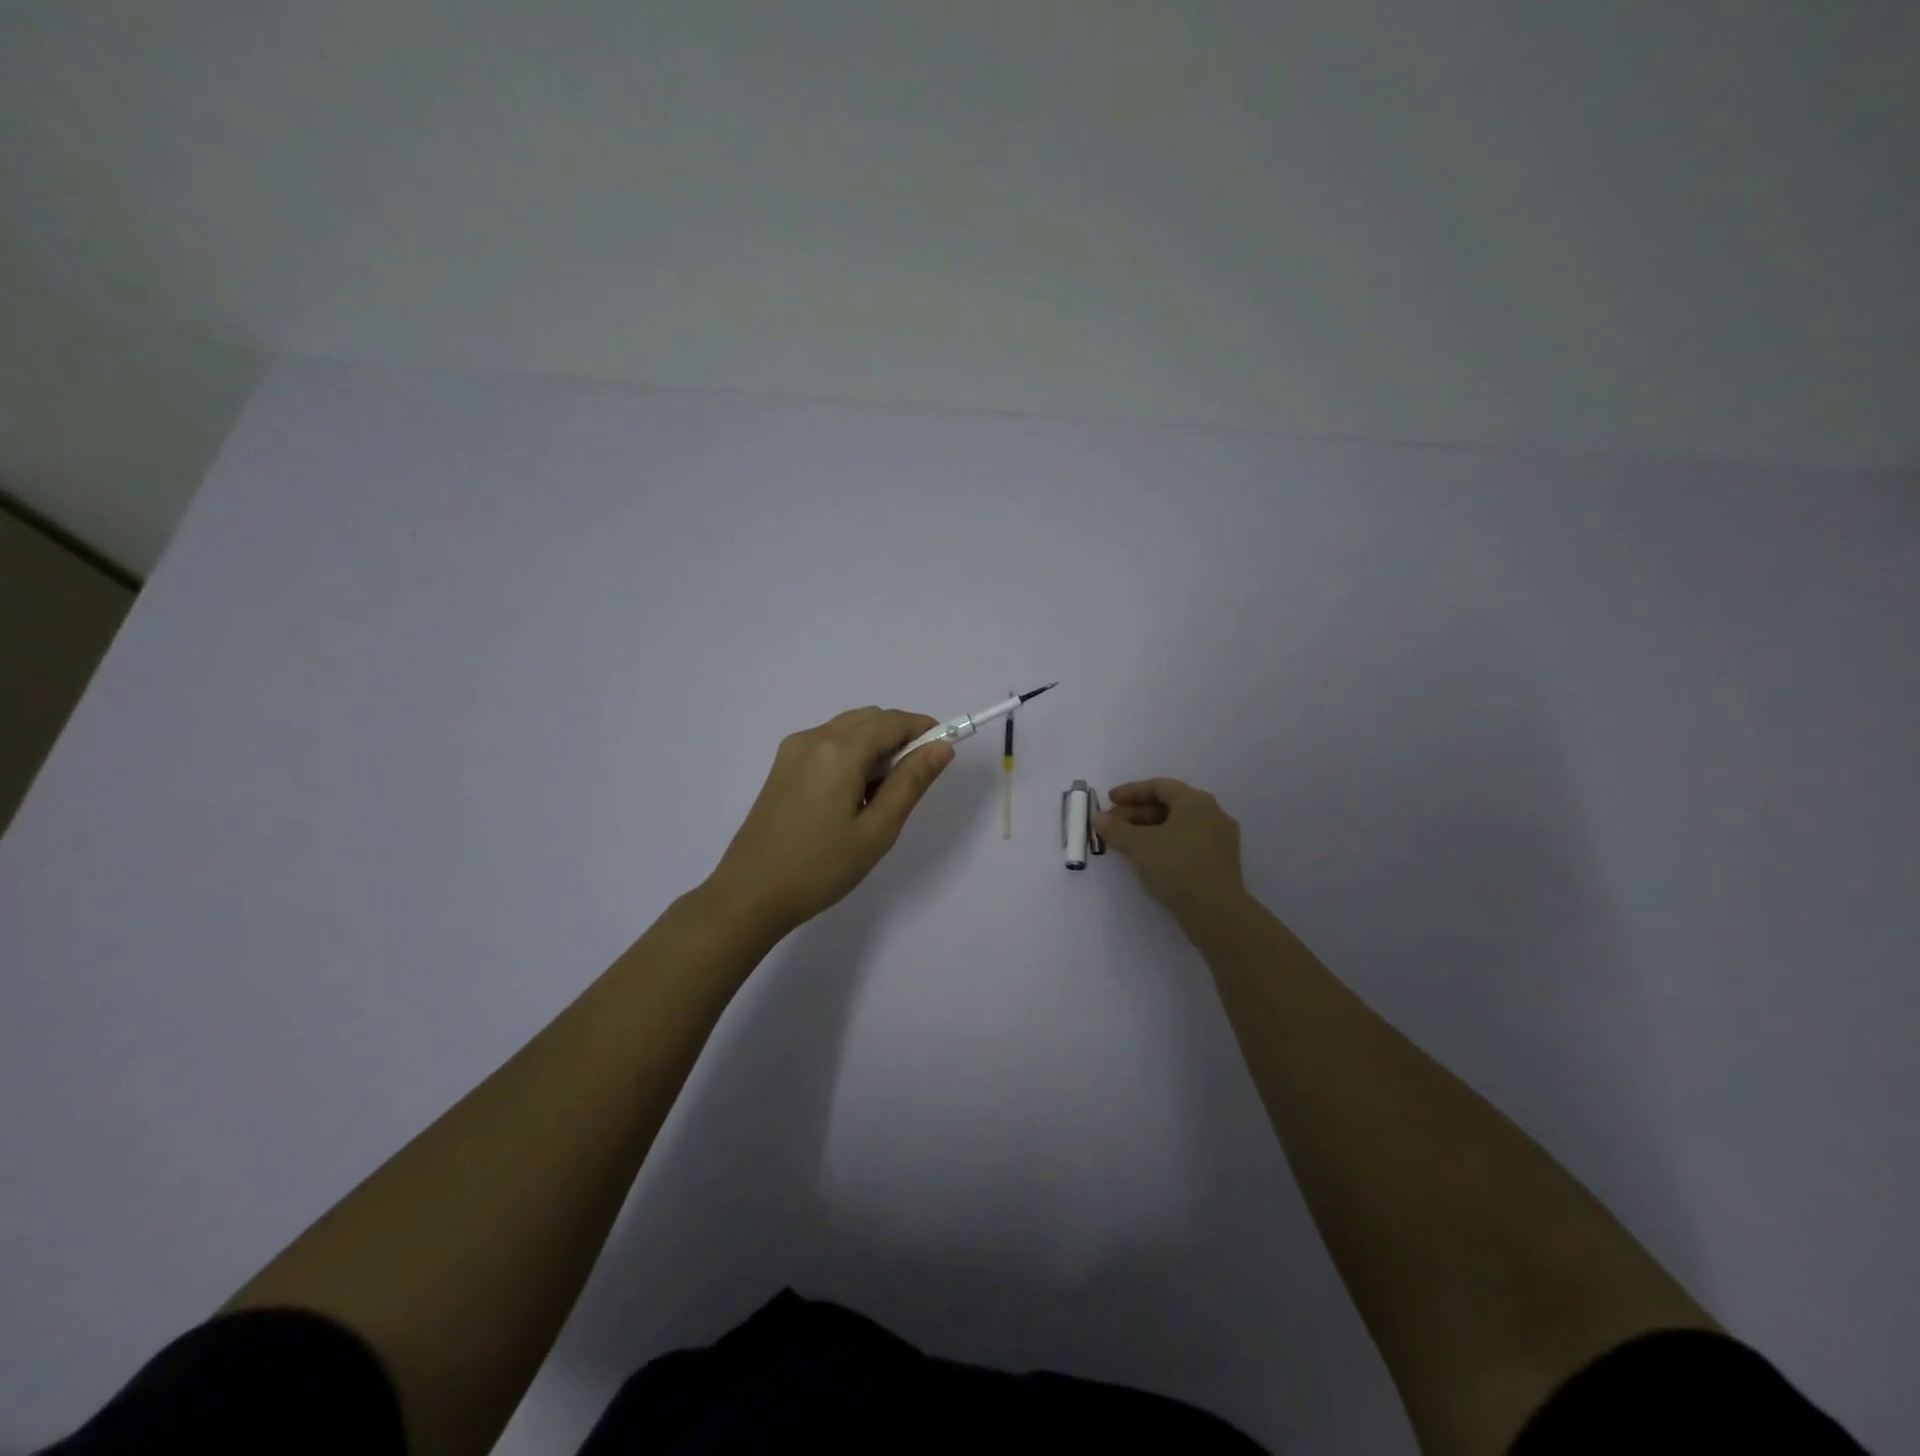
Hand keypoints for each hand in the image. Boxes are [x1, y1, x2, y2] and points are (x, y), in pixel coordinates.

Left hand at [707, 707, 954, 935]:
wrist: (750, 894)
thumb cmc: (821, 867)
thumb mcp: (877, 829)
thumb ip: (911, 782)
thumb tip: (941, 747)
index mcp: (839, 749)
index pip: (892, 721)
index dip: (924, 730)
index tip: (943, 754)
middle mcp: (813, 738)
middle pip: (869, 719)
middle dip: (899, 738)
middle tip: (912, 783)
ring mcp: (793, 751)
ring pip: (848, 730)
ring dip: (875, 747)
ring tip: (881, 796)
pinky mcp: (782, 768)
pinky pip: (827, 745)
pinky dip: (851, 755)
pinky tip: (852, 797)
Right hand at [1096, 778, 1246, 929]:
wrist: (1215, 910)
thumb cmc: (1176, 865)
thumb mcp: (1138, 845)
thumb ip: (1115, 828)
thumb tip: (1098, 818)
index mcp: (1196, 801)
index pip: (1160, 786)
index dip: (1131, 792)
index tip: (1109, 800)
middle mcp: (1212, 814)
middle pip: (1169, 806)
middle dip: (1137, 813)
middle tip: (1112, 824)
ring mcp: (1220, 839)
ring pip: (1179, 826)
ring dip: (1149, 830)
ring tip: (1125, 843)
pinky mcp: (1220, 862)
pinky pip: (1188, 843)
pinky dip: (1165, 844)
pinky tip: (1148, 858)